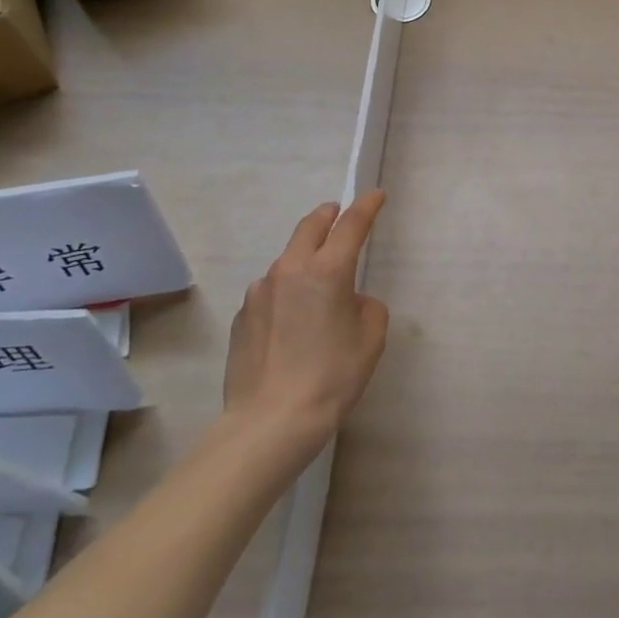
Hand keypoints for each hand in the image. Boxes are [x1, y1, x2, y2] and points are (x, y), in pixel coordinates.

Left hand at [224, 192, 389, 439]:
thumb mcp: (370, 339)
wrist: (270, 422)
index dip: (366, 206)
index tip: (376, 195)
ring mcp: (260, 291)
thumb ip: (366, 306)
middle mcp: (290, 269)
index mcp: (328, 270)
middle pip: (310, 226)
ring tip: (316, 282)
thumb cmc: (332, 377)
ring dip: (305, 257)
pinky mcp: (242, 315)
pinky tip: (291, 321)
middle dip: (328, 215)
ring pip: (287, 259)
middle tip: (338, 215)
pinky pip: (270, 290)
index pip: (351, 224)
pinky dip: (286, 291)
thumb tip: (348, 301)